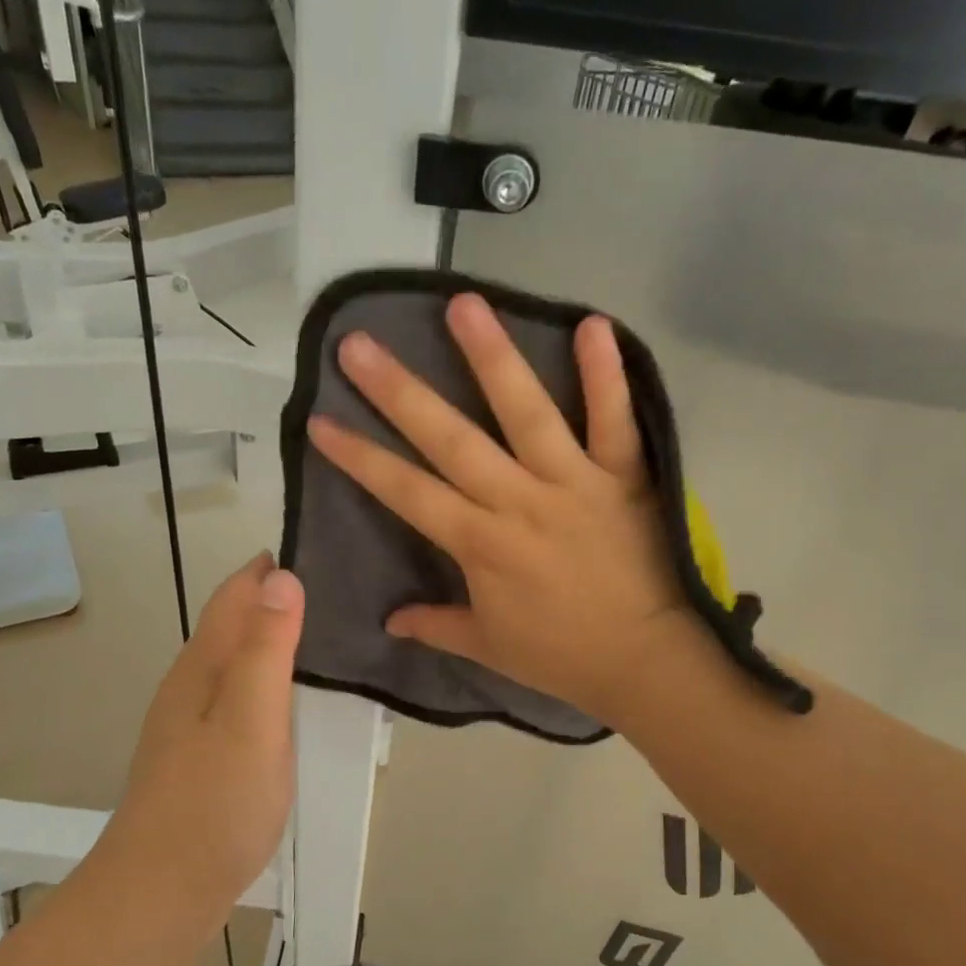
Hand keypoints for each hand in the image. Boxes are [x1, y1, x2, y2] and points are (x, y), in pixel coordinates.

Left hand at [108, 553, 303, 911]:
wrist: (161, 892)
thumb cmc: (214, 803)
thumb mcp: (251, 719)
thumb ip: (268, 649)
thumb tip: (281, 578)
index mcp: (203, 666)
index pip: (235, 595)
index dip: (268, 568)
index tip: (317, 545)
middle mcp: (192, 684)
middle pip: (233, 623)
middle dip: (274, 597)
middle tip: (336, 587)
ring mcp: (193, 722)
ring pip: (236, 660)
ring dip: (271, 637)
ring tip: (324, 632)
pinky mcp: (202, 754)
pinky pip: (239, 695)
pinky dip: (267, 678)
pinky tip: (291, 697)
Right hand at [307, 292, 693, 725]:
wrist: (645, 662)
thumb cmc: (561, 656)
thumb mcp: (488, 648)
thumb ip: (436, 625)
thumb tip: (390, 620)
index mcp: (479, 544)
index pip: (406, 491)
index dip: (360, 457)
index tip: (320, 421)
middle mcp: (517, 501)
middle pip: (450, 439)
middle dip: (399, 392)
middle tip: (358, 345)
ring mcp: (572, 482)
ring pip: (526, 413)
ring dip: (492, 357)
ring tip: (462, 304)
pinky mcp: (623, 476)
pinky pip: (614, 420)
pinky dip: (606, 375)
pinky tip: (593, 323)